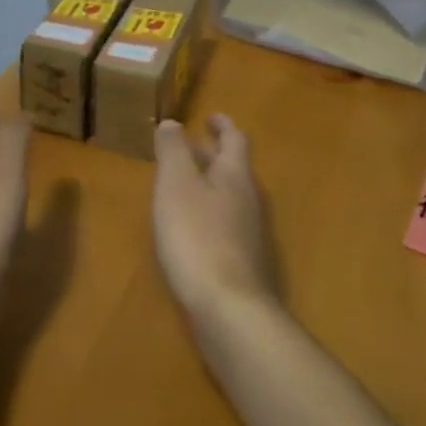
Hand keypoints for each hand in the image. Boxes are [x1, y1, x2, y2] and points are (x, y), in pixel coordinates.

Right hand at [153, 115, 274, 325]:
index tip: (211, 116)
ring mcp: (251, 235)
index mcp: (235, 176)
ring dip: (211, 185)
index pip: (235, 140)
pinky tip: (192, 229)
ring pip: (231, 198)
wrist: (230, 309)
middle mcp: (250, 200)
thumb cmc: (197, 236)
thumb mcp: (176, 185)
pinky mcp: (245, 264)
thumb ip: (173, 151)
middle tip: (190, 147)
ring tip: (185, 185)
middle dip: (213, 154)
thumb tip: (173, 122)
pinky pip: (227, 225)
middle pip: (234, 169)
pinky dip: (210, 214)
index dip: (223, 125)